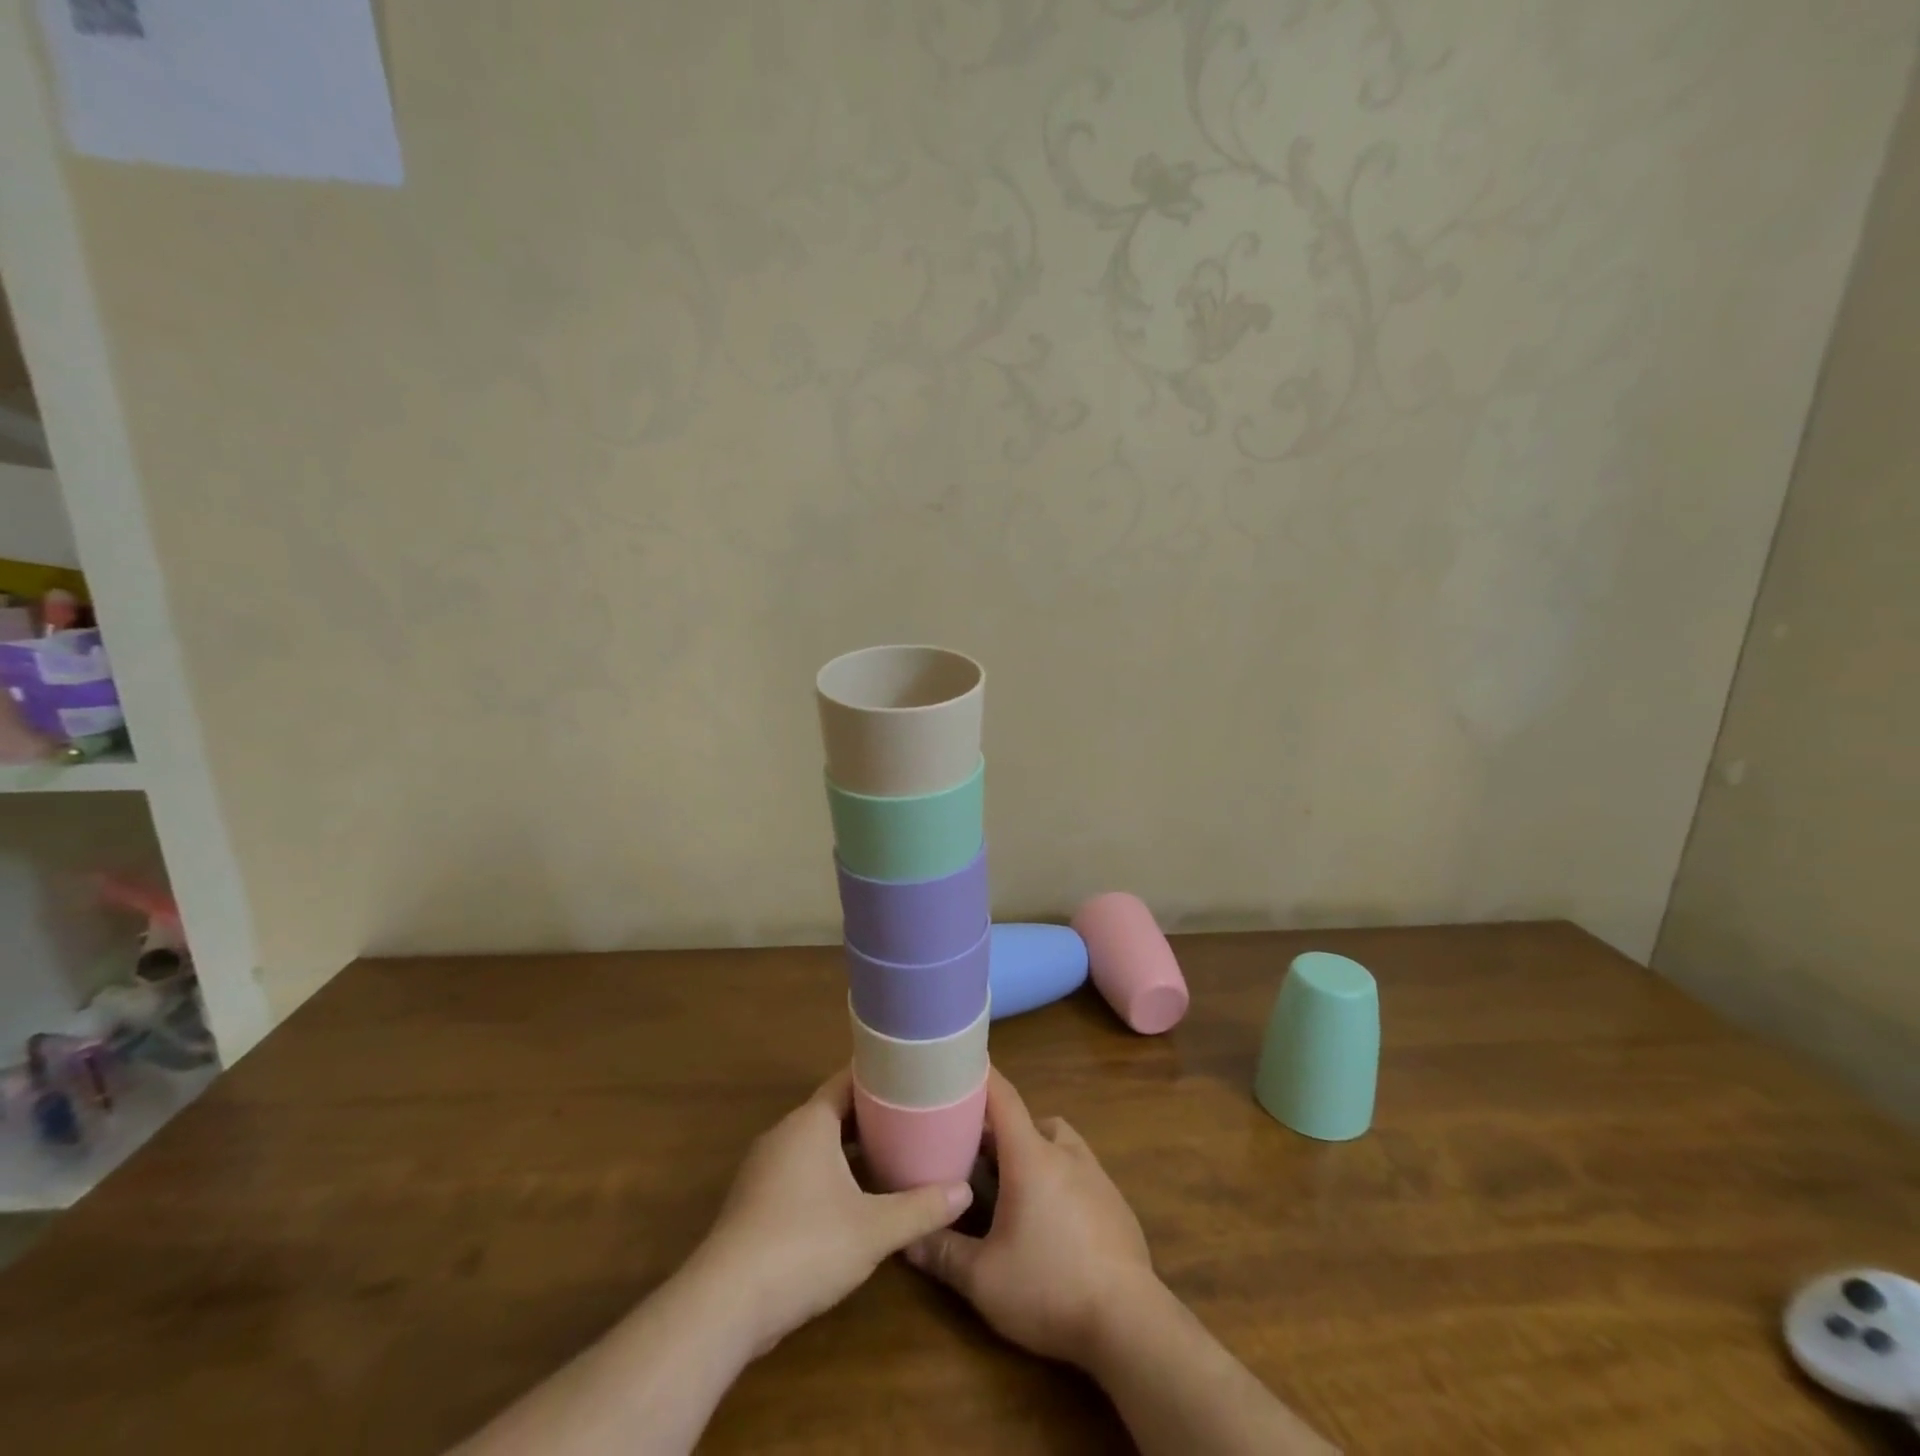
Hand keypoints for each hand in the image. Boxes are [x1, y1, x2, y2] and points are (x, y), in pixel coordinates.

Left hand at [693, 1067, 972, 1356]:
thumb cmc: (804, 1246)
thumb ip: (920, 1208)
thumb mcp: (873, 1230)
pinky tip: (852, 1201)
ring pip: (815, 1145)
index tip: (912, 1078)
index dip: (880, 1078)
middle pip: (833, 1112)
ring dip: (848, 1150)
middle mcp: (784, 1135)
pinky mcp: (753, 1204)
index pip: (848, 1081)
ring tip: (890, 1157)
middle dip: (870, 1117)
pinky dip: (827, 1175)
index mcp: (810, 1123)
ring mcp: (763, 1170)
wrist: (724, 1305)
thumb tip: (964, 1192)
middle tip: (912, 1120)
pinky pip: (799, 1172)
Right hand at [904, 1069, 1157, 1366]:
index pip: (1003, 1097)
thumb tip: (907, 1239)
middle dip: (1002, 1130)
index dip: (981, 1076)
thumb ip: (943, 1253)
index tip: (959, 1063)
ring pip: (1059, 1143)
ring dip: (1035, 1151)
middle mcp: (1065, 1153)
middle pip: (1030, 1120)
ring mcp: (1096, 1176)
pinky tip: (1051, 1220)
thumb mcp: (983, 1279)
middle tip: (975, 1151)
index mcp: (1031, 1156)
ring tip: (1013, 1185)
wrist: (1130, 1323)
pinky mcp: (1116, 1204)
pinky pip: (1081, 1172)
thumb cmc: (1049, 1287)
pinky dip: (1061, 1179)